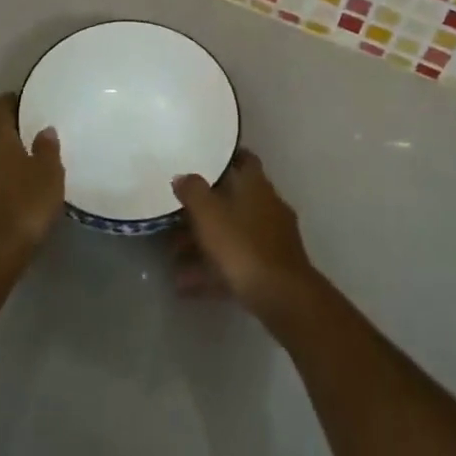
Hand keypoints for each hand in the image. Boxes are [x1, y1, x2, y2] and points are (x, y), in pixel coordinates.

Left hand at [0, 93, 63, 286]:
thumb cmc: (23, 206)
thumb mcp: (49, 174)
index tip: (32, 100)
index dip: (15, 100)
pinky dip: (1, 173)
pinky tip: (19, 184)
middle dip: (13, 127)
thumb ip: (47, 148)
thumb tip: (44, 130)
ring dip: (6, 152)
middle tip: (38, 129)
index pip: (0, 105)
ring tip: (31, 158)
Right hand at [171, 151, 319, 324]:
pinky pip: (235, 262)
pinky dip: (212, 271)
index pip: (244, 159)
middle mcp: (268, 206)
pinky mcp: (270, 268)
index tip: (201, 162)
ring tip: (173, 259)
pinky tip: (185, 286)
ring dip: (203, 245)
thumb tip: (182, 176)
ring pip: (232, 234)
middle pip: (232, 201)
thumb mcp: (209, 214)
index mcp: (256, 185)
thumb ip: (193, 191)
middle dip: (203, 212)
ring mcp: (271, 238)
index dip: (224, 158)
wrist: (282, 297)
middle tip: (175, 219)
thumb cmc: (243, 245)